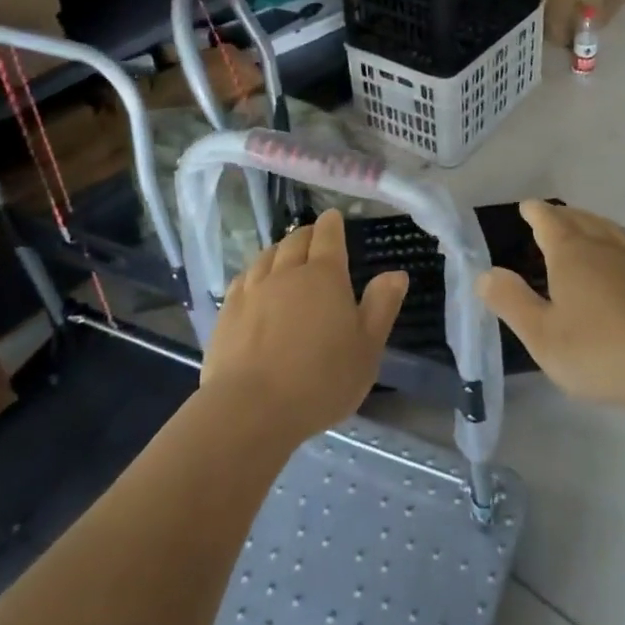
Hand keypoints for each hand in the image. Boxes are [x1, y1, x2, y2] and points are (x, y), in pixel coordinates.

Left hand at [202, 211, 408, 444]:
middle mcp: (287, 272)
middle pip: (295, 240)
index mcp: (324, 276)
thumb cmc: (321, 380)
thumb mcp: (367, 348)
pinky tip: (255, 281)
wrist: (251, 408)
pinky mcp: (228, 311)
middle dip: (307, 234)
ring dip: (280, 249)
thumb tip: (396, 273)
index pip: (328, 236)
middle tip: (314, 236)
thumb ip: (381, 306)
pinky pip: (243, 278)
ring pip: (267, 255)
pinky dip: (254, 271)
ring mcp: (253, 289)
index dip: (332, 224)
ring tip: (285, 254)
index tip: (333, 217)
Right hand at [476, 202, 624, 415]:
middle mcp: (605, 248)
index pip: (550, 222)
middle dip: (564, 215)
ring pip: (612, 231)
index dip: (536, 213)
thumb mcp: (542, 335)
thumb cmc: (599, 351)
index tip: (528, 207)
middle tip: (553, 216)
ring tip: (587, 226)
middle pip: (582, 220)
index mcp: (572, 254)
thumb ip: (511, 302)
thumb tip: (485, 273)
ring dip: (595, 224)